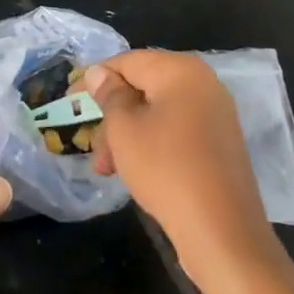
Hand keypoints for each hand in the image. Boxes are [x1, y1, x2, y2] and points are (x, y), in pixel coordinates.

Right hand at [85, 50, 274, 281]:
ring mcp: (215, 113)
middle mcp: (202, 83)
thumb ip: (109, 95)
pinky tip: (134, 171)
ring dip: (127, 135)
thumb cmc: (165, 168)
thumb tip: (98, 72)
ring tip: (107, 169)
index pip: (127, 62)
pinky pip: (175, 130)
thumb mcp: (124, 129)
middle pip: (142, 88)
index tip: (70, 100)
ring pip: (157, 112)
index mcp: (180, 70)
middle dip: (112, 116)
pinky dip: (151, 143)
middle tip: (91, 146)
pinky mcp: (220, 142)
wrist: (222, 231)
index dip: (95, 79)